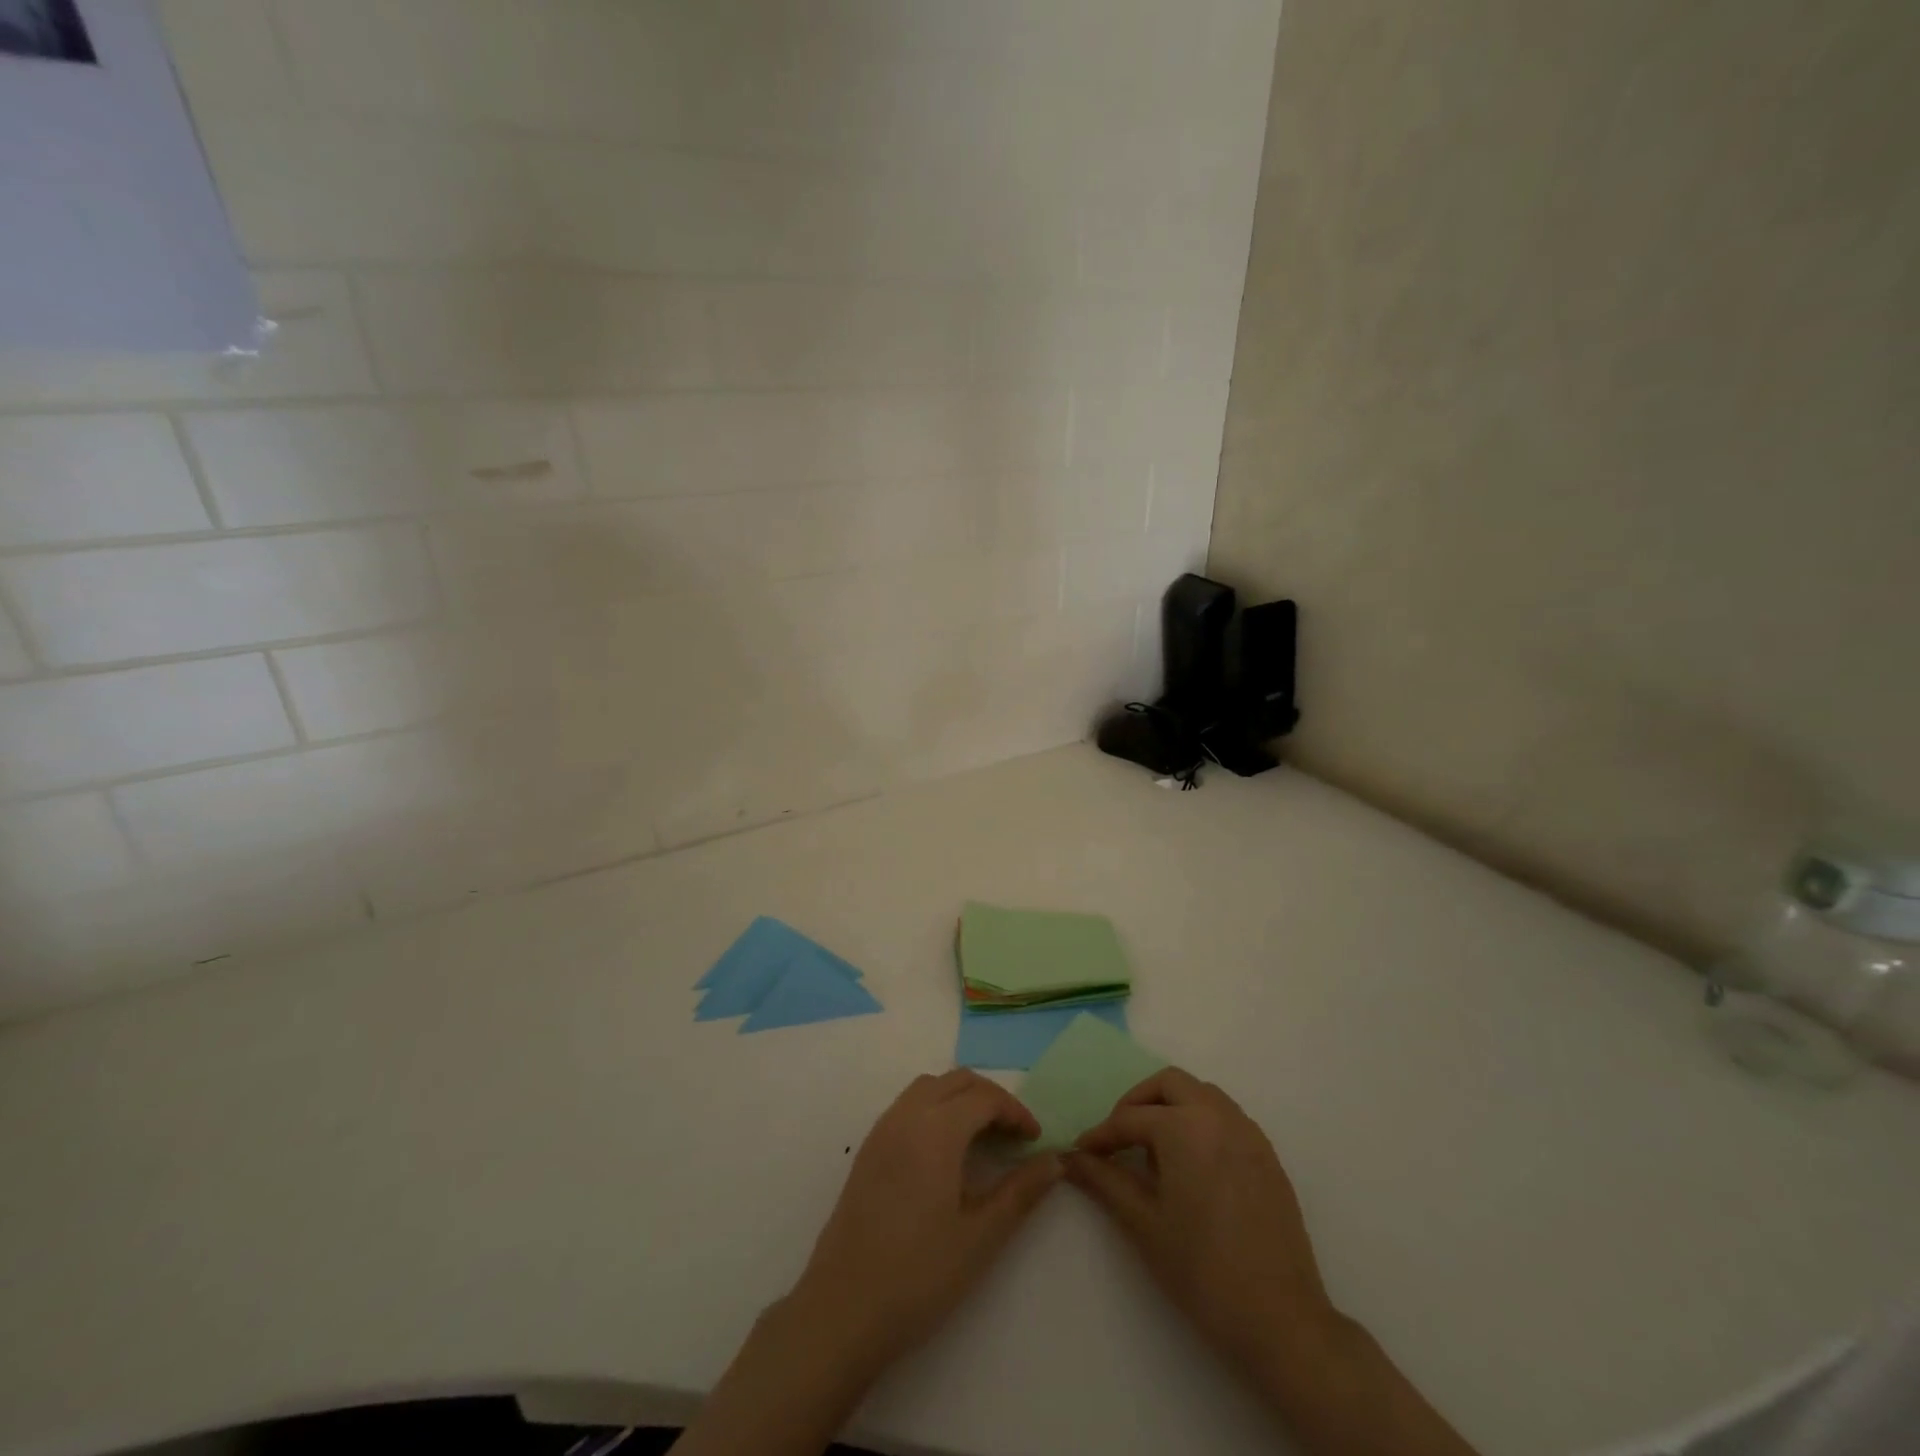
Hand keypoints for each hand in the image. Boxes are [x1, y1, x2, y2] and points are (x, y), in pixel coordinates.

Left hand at [792, 1069, 1062, 1370]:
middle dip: (991, 1099)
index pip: (985, 1097)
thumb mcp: (980, 1236)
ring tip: (983, 1139)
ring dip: (961, 1099)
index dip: (1015, 1112)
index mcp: (936, 1129)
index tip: (1035, 1141)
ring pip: (930, 1088)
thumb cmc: (918, 1274)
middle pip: (957, 1081)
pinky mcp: (868, 1148)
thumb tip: (1055, 1161)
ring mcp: (882, 1129)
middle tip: (1014, 1136)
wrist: (842, 1309)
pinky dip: (936, 1109)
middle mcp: (906, 1115)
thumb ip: (1021, 1192)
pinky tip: (945, 1152)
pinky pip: (908, 1106)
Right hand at [1064, 1067, 1338, 1371]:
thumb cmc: (1202, 1270)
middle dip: (1138, 1102)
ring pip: (1201, 1094)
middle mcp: (1218, 1116)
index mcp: (1184, 1127)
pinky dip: (1201, 1121)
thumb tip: (1071, 1158)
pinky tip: (1191, 1162)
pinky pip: (1226, 1117)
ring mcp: (1248, 1133)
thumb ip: (1105, 1180)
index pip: (1129, 1119)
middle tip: (1119, 1137)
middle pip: (1169, 1084)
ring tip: (1154, 1148)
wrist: (1280, 1321)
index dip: (1101, 1135)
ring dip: (1172, 1106)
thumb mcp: (1143, 1223)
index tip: (1082, 1152)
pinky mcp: (1267, 1155)